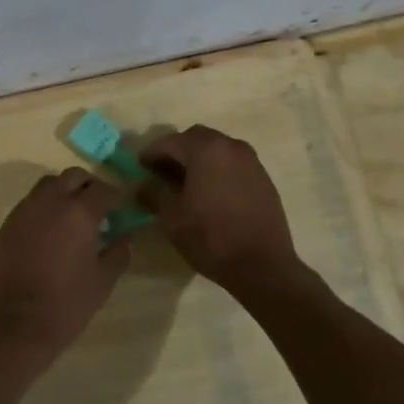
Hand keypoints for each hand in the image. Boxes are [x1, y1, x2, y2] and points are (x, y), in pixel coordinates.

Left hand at [0, 168, 130, 362]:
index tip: (121, 208)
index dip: (116, 196)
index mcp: (79, 212)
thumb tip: (125, 236)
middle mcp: (50, 202)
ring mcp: (23, 211)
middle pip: (72, 176)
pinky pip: (28, 205)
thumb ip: (118, 252)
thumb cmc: (67, 304)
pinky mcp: (5, 225)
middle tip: (97, 207)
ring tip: (70, 216)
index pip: (103, 189)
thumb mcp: (103, 281)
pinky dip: (42, 209)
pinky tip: (47, 232)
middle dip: (88, 186)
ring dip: (62, 193)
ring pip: (46, 186)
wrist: (15, 324)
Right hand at [138, 125, 298, 293]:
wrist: (262, 265)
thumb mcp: (171, 218)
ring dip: (198, 159)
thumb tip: (143, 185)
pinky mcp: (263, 178)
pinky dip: (217, 170)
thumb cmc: (211, 237)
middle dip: (176, 152)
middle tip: (162, 173)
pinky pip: (233, 164)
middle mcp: (230, 146)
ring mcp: (251, 161)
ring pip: (217, 149)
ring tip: (186, 184)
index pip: (169, 142)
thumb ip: (153, 194)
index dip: (151, 153)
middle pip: (195, 138)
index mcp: (205, 150)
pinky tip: (210, 193)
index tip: (140, 168)